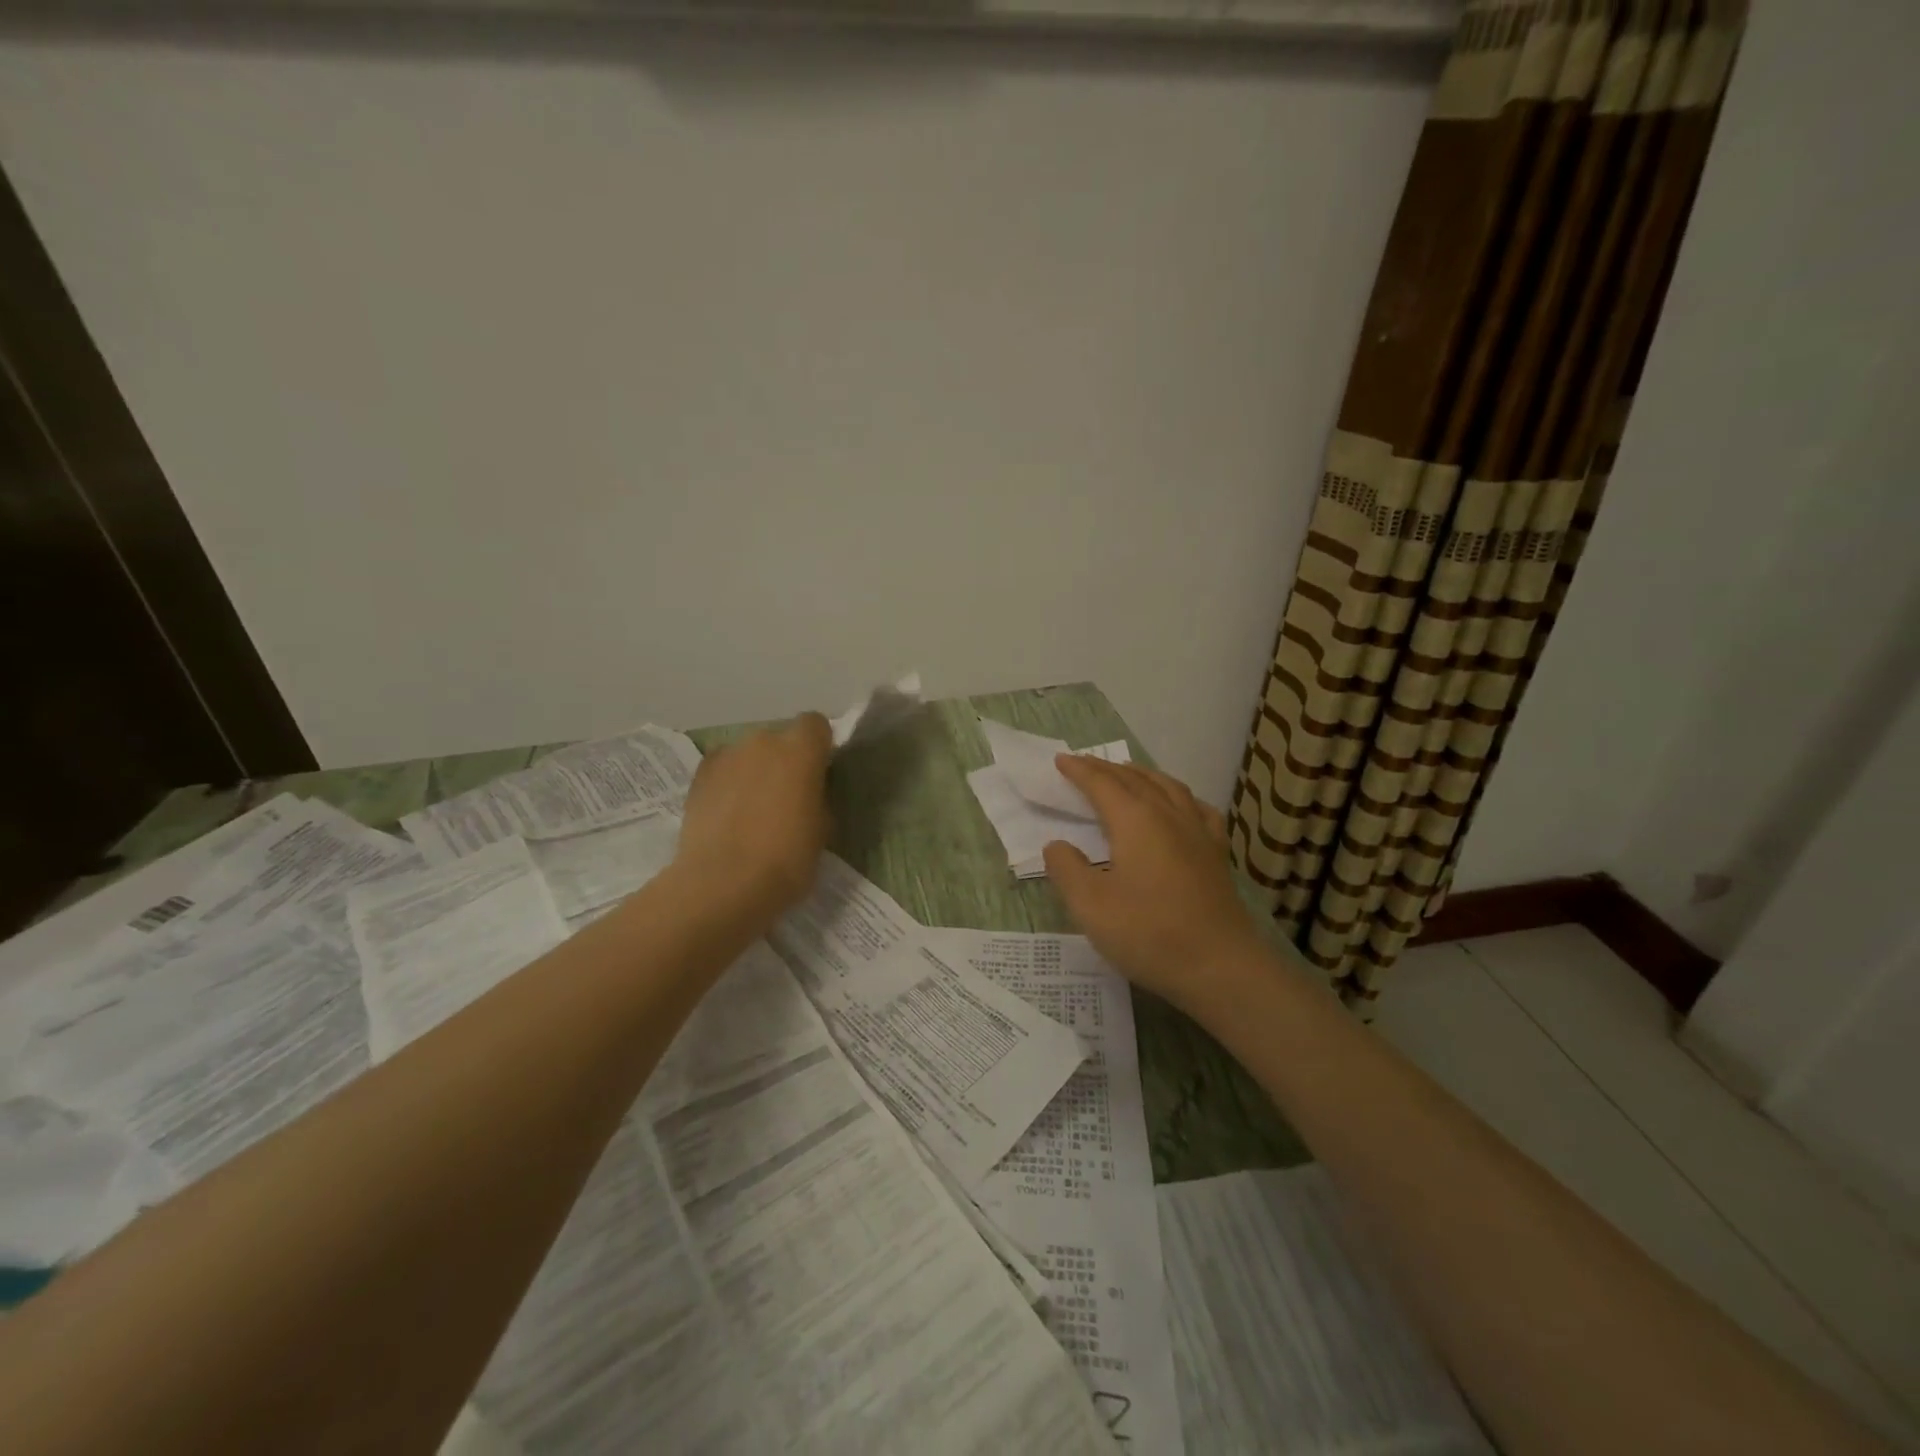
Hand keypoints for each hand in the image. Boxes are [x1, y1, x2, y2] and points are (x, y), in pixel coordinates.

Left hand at [675, 713, 833, 921]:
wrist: (722, 885)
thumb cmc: (787, 859)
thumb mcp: (823, 829)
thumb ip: (817, 797)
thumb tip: (808, 792)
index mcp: (801, 750)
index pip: (815, 724)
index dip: (818, 746)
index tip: (818, 773)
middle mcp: (763, 741)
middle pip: (779, 739)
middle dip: (784, 761)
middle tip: (786, 797)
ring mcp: (726, 756)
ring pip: (748, 754)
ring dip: (754, 771)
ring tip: (752, 810)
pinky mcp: (698, 776)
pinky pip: (722, 769)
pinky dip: (728, 783)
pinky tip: (728, 813)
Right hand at [1043, 757, 1267, 1012]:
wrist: (1220, 966)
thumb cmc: (1149, 933)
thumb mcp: (1090, 906)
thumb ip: (1067, 869)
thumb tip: (1057, 845)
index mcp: (1135, 820)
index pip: (1102, 784)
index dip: (1079, 770)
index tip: (1060, 760)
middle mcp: (1168, 815)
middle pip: (1134, 779)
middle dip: (1106, 769)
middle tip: (1084, 764)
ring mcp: (1197, 832)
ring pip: (1167, 787)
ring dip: (1142, 775)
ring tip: (1127, 773)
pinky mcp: (1216, 853)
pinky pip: (1197, 808)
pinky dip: (1179, 796)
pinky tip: (1179, 805)